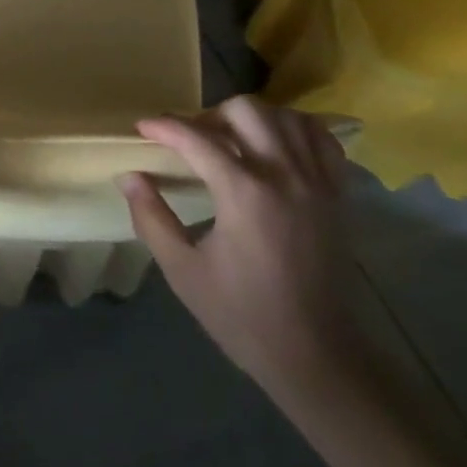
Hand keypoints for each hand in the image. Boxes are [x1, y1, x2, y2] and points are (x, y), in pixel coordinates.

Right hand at [121, 98, 365, 406]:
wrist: (317, 356)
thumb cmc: (243, 316)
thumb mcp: (183, 272)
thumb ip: (152, 218)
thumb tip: (129, 177)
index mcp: (244, 194)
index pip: (196, 139)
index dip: (164, 126)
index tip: (142, 127)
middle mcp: (283, 175)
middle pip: (245, 110)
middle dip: (210, 115)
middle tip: (193, 140)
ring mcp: (316, 181)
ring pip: (284, 116)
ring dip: (252, 119)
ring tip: (232, 140)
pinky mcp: (337, 194)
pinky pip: (320, 139)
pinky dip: (295, 130)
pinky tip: (275, 146)